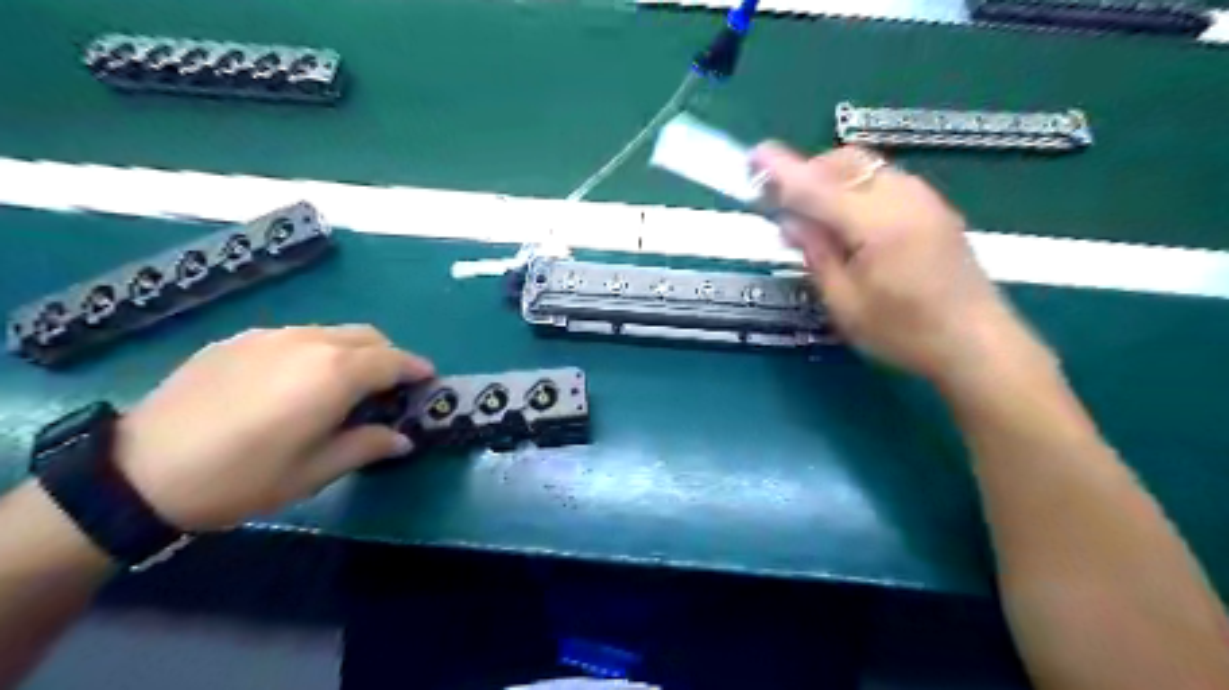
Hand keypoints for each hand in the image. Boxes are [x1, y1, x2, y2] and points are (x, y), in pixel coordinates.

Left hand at [111, 326, 434, 530]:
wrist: (138, 472)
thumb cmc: (242, 478)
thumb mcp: (314, 471)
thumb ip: (367, 446)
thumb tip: (403, 439)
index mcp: (336, 374)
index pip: (393, 361)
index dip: (416, 369)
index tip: (428, 380)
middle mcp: (309, 343)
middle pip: (367, 337)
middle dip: (387, 357)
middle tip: (388, 388)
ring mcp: (271, 336)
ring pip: (331, 333)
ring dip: (352, 352)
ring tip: (343, 385)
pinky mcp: (238, 340)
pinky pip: (295, 337)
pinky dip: (315, 351)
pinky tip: (295, 383)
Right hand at [756, 142, 1040, 385]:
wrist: (976, 342)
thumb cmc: (904, 332)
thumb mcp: (845, 304)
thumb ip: (817, 255)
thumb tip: (791, 220)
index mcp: (877, 224)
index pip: (817, 188)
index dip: (782, 172)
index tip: (755, 155)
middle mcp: (903, 198)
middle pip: (845, 162)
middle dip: (809, 173)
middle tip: (787, 207)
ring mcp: (924, 198)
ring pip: (867, 168)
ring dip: (833, 181)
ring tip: (818, 221)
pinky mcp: (934, 207)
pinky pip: (885, 181)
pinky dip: (857, 189)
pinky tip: (852, 224)